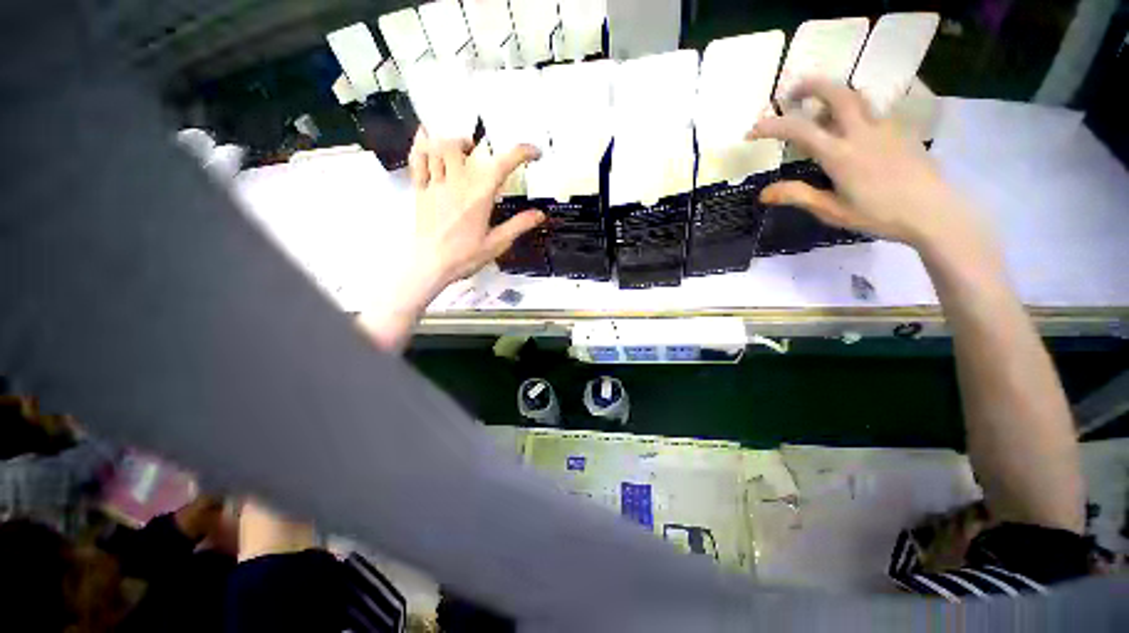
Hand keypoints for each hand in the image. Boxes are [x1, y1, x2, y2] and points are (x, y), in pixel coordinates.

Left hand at [408, 129, 544, 287]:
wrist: (431, 266)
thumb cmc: (465, 257)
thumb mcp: (497, 244)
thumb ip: (518, 225)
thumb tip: (539, 214)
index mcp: (479, 197)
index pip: (502, 165)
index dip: (521, 153)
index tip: (533, 152)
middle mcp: (456, 184)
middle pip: (459, 145)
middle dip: (471, 143)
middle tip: (479, 153)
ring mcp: (434, 186)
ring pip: (437, 147)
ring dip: (449, 142)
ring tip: (458, 151)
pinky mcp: (420, 192)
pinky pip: (416, 160)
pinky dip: (421, 146)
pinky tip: (426, 142)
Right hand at [748, 78, 977, 250]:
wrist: (933, 211)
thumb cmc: (879, 214)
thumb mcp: (832, 211)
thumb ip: (798, 196)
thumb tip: (764, 193)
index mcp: (840, 154)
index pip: (799, 130)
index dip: (772, 126)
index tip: (752, 130)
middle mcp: (861, 132)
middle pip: (836, 93)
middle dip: (810, 86)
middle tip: (791, 92)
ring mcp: (884, 127)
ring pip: (856, 97)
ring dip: (832, 94)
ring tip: (817, 108)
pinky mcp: (899, 130)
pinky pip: (870, 110)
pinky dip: (851, 110)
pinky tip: (848, 128)